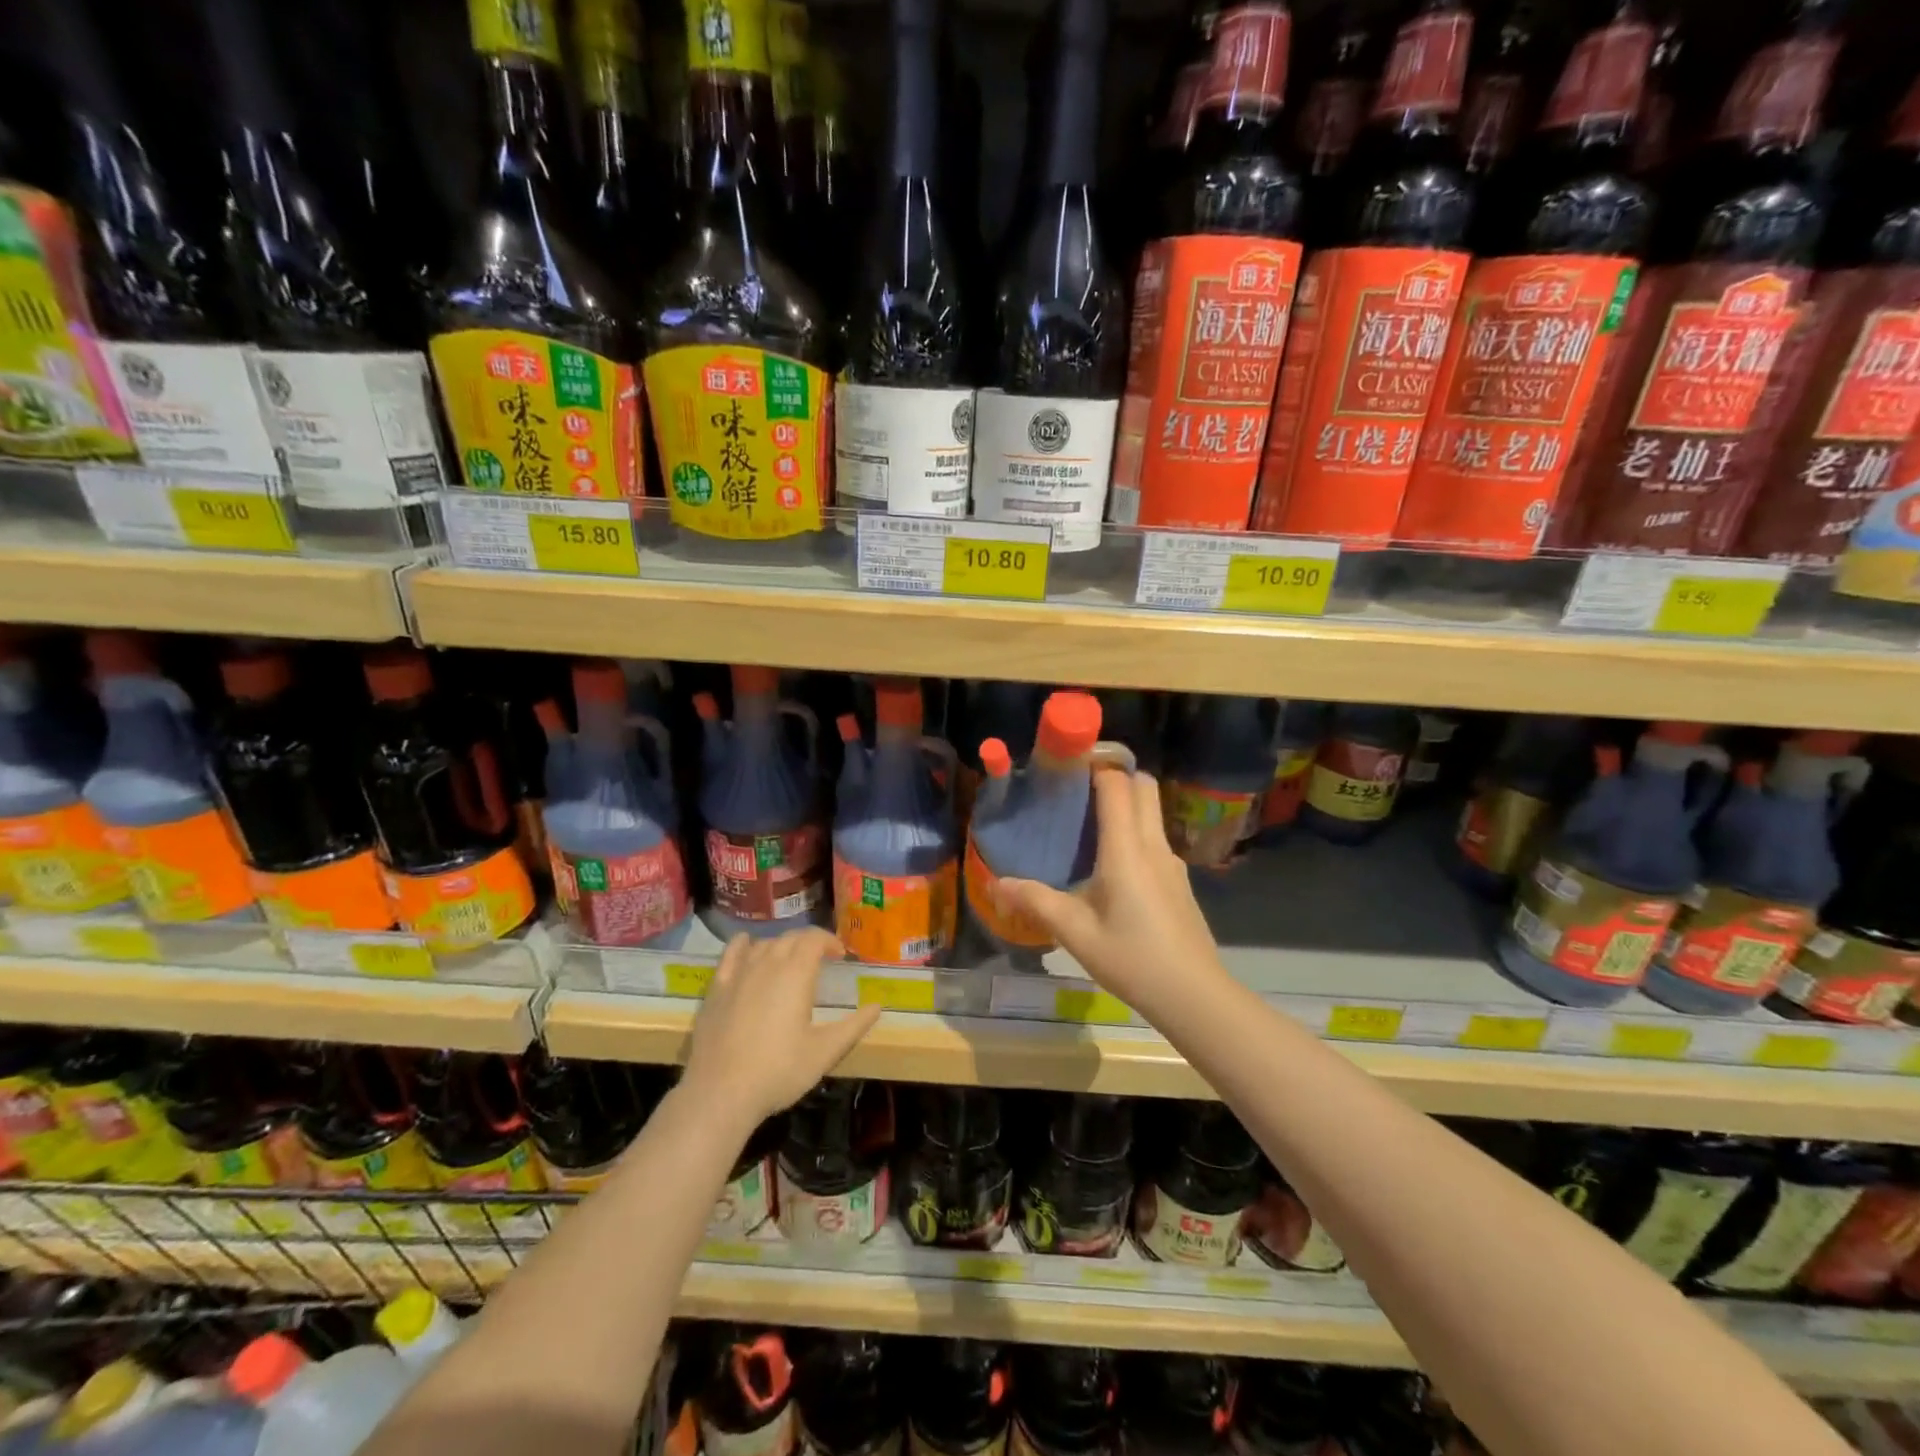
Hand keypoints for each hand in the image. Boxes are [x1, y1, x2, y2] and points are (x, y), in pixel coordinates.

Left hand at [681, 928, 881, 1131]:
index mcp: (796, 974)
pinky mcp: (716, 988)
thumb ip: (854, 1026)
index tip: (840, 955)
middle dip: (808, 942)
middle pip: (790, 938)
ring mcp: (739, 974)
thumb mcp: (825, 1052)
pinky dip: (743, 944)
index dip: (829, 941)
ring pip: (764, 944)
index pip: (814, 939)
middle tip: (821, 958)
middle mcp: (767, 964)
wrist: (720, 1092)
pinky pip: (731, 954)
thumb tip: (877, 1006)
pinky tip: (747, 943)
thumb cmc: (779, 1071)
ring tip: (790, 960)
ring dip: (781, 945)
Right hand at [994, 769, 1226, 1019]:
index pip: (1118, 784)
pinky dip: (1134, 830)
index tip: (1067, 763)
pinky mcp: (1178, 881)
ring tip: (1087, 823)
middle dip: (1115, 774)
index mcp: (1127, 849)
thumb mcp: (1076, 933)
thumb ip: (1036, 902)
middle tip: (1078, 788)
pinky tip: (1110, 864)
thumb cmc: (1132, 958)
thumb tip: (996, 883)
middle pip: (1144, 786)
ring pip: (1153, 811)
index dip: (1096, 764)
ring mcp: (1172, 862)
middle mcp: (1154, 845)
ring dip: (1126, 803)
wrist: (1194, 995)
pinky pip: (1155, 837)